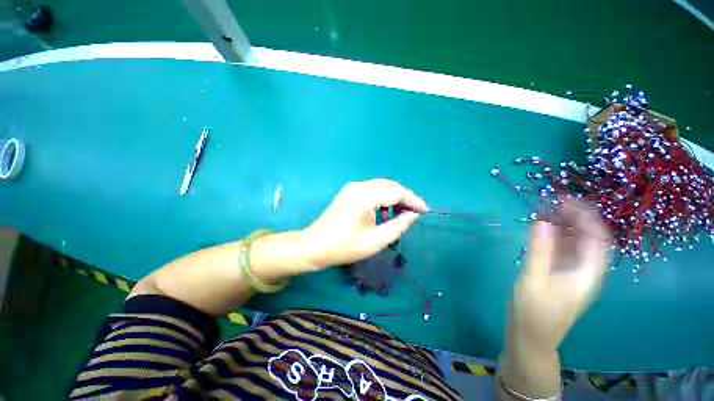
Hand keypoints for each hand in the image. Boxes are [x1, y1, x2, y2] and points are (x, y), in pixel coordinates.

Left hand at [302, 179, 428, 268]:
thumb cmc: (344, 247)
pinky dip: (383, 198)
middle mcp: (359, 186)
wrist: (314, 246)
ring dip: (394, 197)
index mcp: (365, 196)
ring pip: (381, 186)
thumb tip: (413, 215)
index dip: (413, 201)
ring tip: (402, 213)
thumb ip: (398, 226)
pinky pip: (372, 190)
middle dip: (405, 197)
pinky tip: (385, 211)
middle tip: (416, 212)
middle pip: (390, 186)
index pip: (396, 192)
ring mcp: (352, 187)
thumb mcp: (375, 241)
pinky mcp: (349, 192)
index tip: (426, 211)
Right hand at [511, 199, 609, 352]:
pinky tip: (541, 228)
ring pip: (575, 242)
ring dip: (563, 224)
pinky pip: (562, 249)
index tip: (564, 200)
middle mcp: (585, 269)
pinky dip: (554, 236)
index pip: (597, 237)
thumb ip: (539, 250)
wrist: (531, 336)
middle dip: (574, 216)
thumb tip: (541, 221)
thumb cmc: (534, 311)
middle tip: (551, 202)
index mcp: (587, 273)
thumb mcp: (533, 279)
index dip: (585, 216)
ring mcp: (573, 271)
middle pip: (589, 237)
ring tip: (545, 210)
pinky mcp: (560, 272)